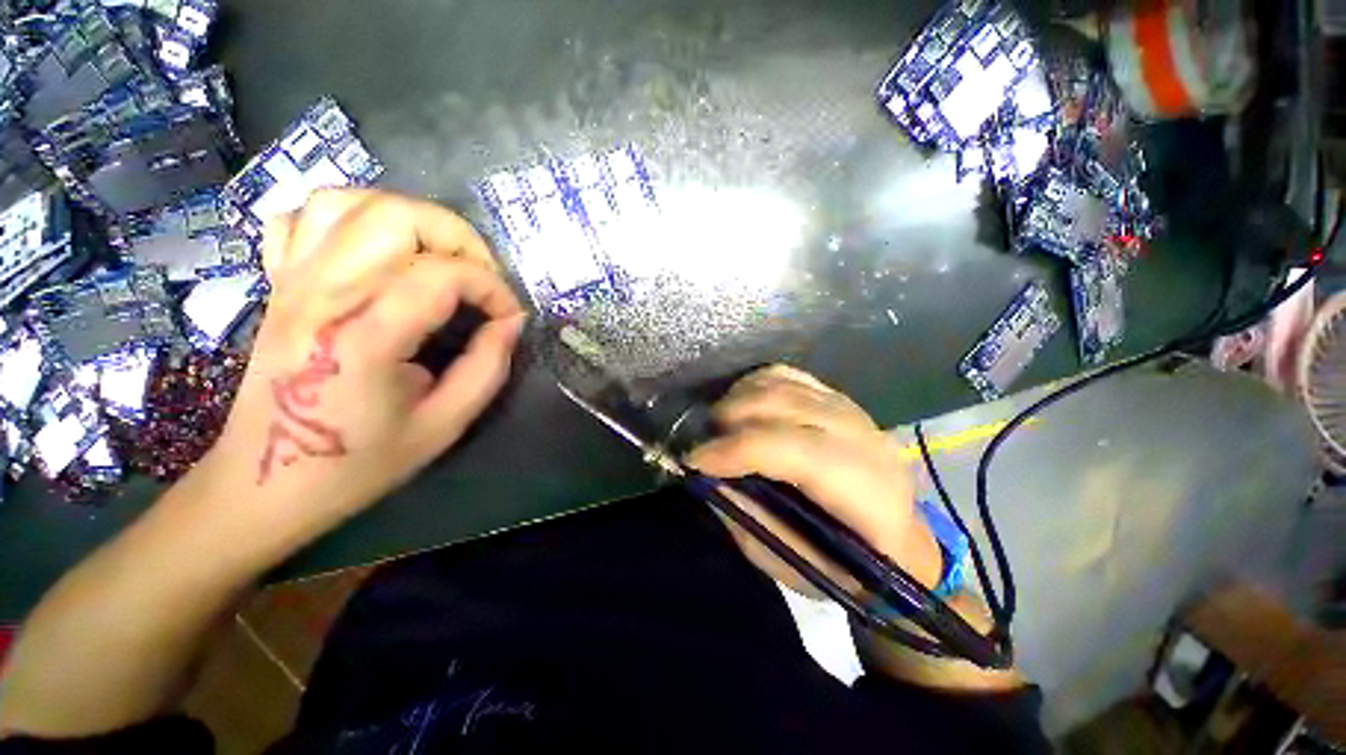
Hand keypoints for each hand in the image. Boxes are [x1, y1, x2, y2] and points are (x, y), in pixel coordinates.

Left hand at [192, 189, 525, 557]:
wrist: (265, 484)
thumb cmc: (358, 463)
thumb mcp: (445, 424)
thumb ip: (488, 367)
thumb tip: (511, 322)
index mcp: (363, 337)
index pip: (442, 274)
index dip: (491, 288)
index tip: (509, 317)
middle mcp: (322, 294)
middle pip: (396, 217)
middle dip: (459, 238)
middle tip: (481, 277)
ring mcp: (292, 282)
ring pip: (351, 201)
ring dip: (411, 219)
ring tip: (439, 257)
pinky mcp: (279, 283)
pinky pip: (305, 216)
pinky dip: (351, 216)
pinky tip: (377, 249)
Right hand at [686, 365, 941, 596]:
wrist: (899, 542)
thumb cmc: (846, 565)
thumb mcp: (791, 561)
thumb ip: (748, 517)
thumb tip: (708, 475)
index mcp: (864, 491)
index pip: (792, 451)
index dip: (736, 451)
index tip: (694, 460)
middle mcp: (862, 438)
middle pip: (783, 406)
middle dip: (730, 419)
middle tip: (703, 442)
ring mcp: (852, 410)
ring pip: (782, 384)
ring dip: (738, 398)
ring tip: (718, 424)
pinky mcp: (839, 398)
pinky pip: (789, 375)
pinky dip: (755, 384)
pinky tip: (741, 403)